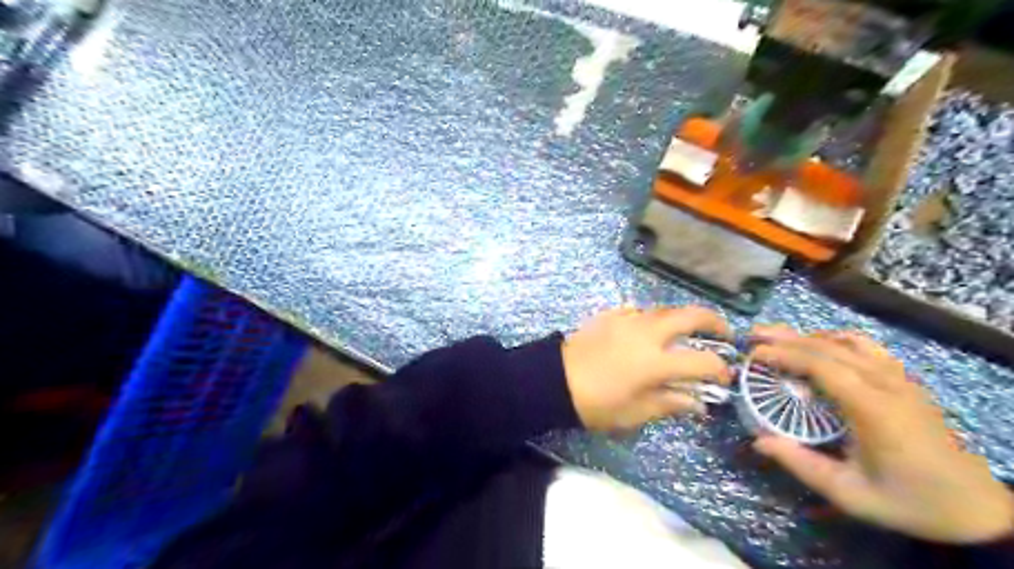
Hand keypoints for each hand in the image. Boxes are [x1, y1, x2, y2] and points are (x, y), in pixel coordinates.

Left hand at [563, 307, 728, 429]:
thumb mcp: (635, 412)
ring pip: (665, 310)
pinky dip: (651, 319)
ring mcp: (628, 320)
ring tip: (686, 332)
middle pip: (691, 315)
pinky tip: (648, 330)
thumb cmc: (597, 403)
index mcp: (657, 361)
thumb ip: (670, 403)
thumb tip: (697, 403)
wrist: (555, 380)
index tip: (723, 377)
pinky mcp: (611, 315)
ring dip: (682, 318)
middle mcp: (648, 333)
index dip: (720, 369)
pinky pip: (639, 311)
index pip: (702, 361)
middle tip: (723, 332)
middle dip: (714, 321)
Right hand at [746, 330, 1009, 546]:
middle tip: (753, 335)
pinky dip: (836, 341)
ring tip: (779, 338)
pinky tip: (820, 349)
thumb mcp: (849, 494)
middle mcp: (887, 384)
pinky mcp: (907, 382)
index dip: (783, 354)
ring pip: (849, 341)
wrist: (974, 509)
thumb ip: (801, 464)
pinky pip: (867, 348)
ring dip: (809, 336)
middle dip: (787, 337)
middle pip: (830, 346)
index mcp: (873, 408)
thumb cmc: (908, 502)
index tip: (753, 354)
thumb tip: (758, 440)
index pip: (821, 364)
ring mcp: (901, 379)